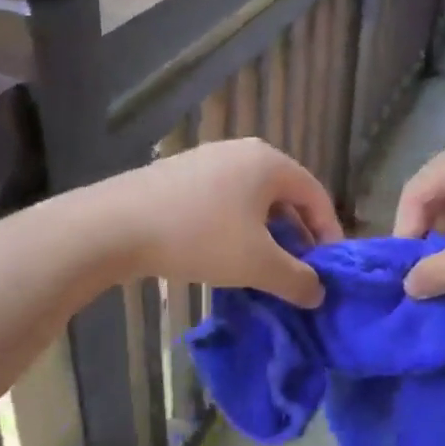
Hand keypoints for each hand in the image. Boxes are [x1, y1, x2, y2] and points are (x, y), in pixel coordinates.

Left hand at [100, 138, 343, 306]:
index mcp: (269, 163)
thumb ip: (297, 279)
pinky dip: (236, 227)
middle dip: (296, 236)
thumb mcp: (257, 264)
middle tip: (297, 272)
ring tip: (262, 268)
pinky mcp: (179, 174)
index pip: (316, 195)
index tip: (328, 270)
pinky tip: (223, 255)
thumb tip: (318, 293)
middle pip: (285, 196)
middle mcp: (242, 152)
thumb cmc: (200, 237)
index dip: (329, 234)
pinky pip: (223, 200)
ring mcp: (207, 159)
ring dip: (265, 235)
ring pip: (252, 200)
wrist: (115, 225)